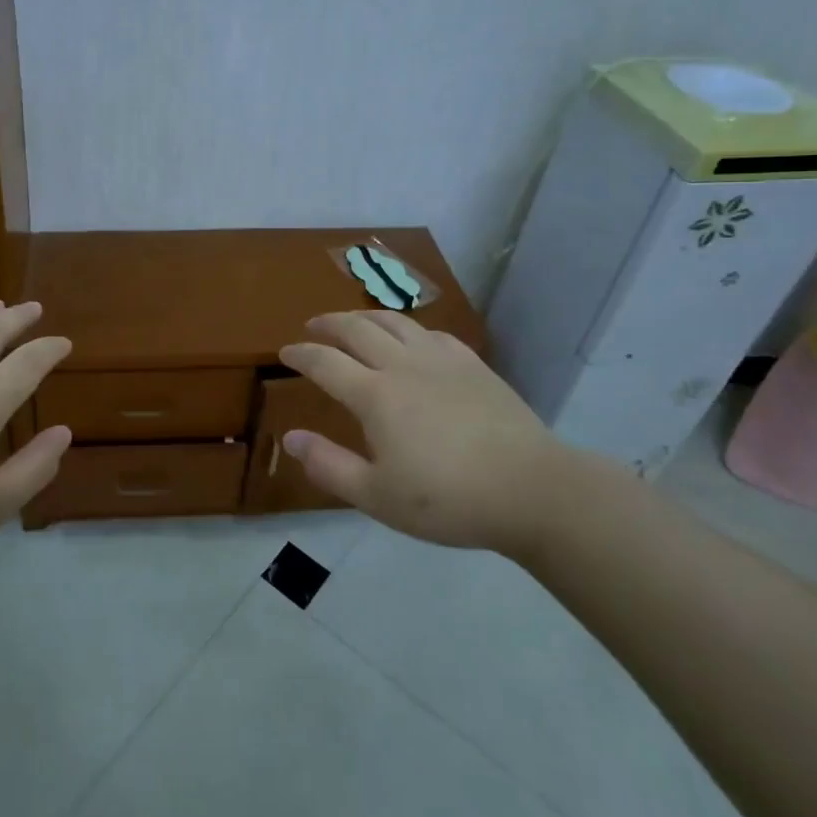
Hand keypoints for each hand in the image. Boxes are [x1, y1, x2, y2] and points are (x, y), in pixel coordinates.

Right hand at [278, 311, 592, 561]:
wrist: (531, 490)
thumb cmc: (448, 499)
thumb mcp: (377, 496)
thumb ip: (329, 466)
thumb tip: (290, 438)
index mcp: (375, 395)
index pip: (325, 362)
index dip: (301, 354)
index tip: (285, 351)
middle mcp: (403, 365)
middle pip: (357, 329)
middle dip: (329, 323)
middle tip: (313, 326)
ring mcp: (441, 360)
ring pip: (395, 322)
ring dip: (366, 317)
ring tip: (354, 321)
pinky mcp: (473, 365)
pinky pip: (432, 333)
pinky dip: (409, 329)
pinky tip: (412, 339)